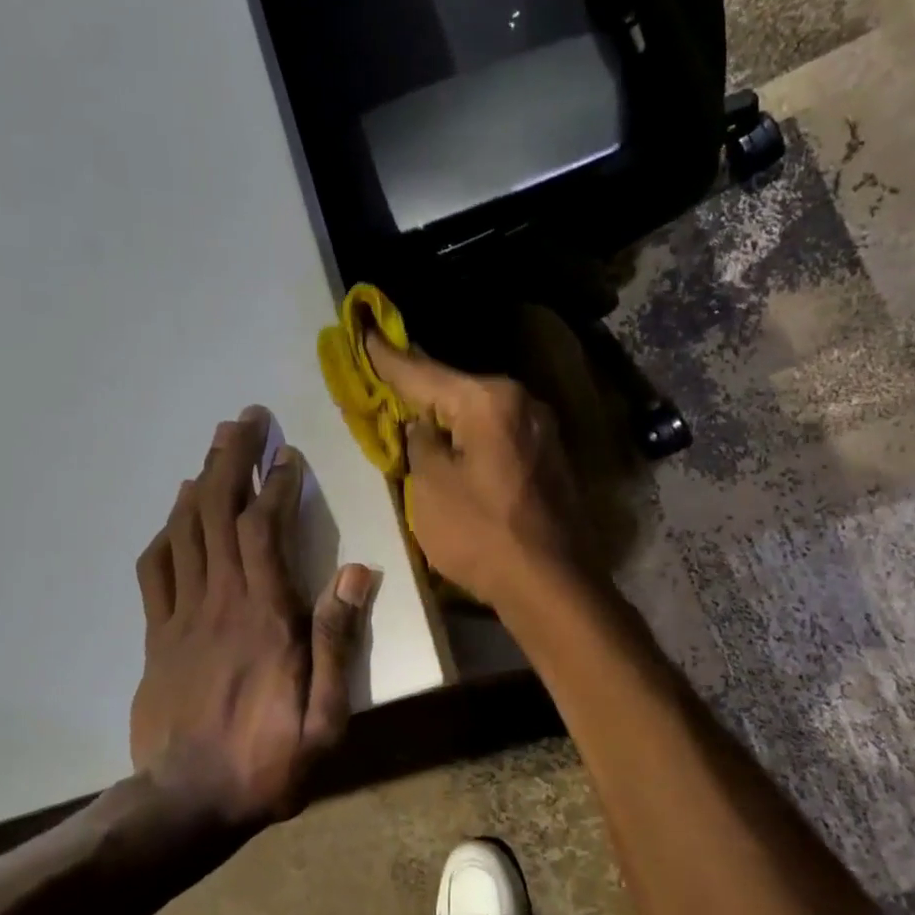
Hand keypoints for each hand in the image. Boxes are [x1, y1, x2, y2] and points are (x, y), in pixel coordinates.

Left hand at [130, 408, 373, 826]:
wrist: (186, 805)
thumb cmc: (268, 762)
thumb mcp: (326, 718)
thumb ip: (338, 641)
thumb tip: (356, 573)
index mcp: (265, 617)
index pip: (263, 530)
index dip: (275, 486)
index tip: (287, 455)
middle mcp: (220, 603)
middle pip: (216, 513)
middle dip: (230, 460)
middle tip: (243, 420)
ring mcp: (180, 617)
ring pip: (185, 532)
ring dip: (198, 482)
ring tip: (215, 447)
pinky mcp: (156, 636)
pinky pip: (155, 570)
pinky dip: (166, 532)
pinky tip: (176, 513)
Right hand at [367, 335, 593, 611]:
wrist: (552, 585)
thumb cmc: (481, 535)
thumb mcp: (429, 488)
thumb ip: (420, 444)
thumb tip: (423, 427)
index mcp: (489, 400)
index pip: (423, 371)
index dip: (385, 356)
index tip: (362, 328)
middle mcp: (521, 403)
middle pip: (456, 388)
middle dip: (418, 386)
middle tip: (381, 373)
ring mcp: (540, 430)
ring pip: (478, 412)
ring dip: (445, 414)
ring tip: (411, 411)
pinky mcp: (547, 459)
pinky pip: (496, 434)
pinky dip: (470, 436)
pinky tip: (452, 444)